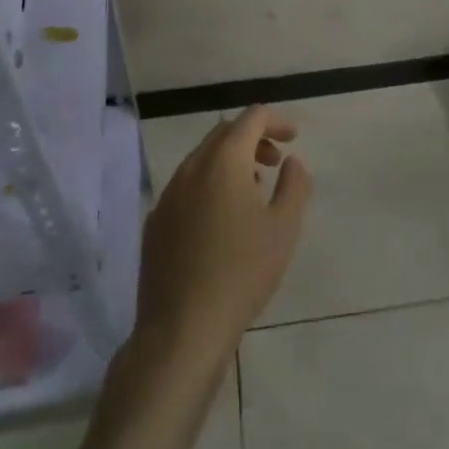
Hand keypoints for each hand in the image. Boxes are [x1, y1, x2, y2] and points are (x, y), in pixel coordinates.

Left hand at [135, 106, 310, 367]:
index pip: (251, 118)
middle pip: (223, 133)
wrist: (182, 330)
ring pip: (202, 159)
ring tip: (253, 192)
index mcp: (223, 161)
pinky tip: (221, 222)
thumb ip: (294, 186)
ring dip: (230, 162)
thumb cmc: (241, 273)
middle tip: (275, 162)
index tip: (293, 138)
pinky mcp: (155, 222)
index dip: (275, 120)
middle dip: (252, 139)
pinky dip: (208, 186)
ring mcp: (168, 194)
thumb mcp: (283, 229)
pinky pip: (186, 187)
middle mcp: (191, 168)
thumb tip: (291, 162)